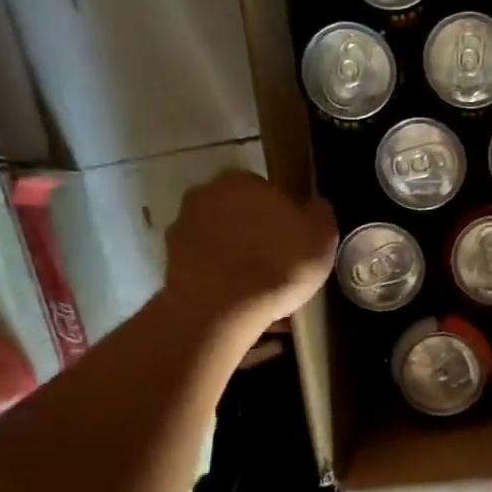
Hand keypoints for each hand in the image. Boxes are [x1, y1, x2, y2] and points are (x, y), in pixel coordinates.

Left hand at [160, 171, 337, 341]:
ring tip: (259, 289)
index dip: (284, 217)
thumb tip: (315, 205)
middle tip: (278, 264)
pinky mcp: (170, 262)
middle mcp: (206, 194)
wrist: (220, 310)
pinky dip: (220, 277)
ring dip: (236, 255)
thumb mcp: (322, 237)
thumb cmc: (278, 265)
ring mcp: (183, 228)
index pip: (269, 191)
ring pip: (221, 239)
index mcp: (243, 180)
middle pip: (240, 212)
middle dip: (256, 233)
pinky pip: (206, 266)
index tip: (295, 242)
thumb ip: (320, 214)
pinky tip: (239, 302)